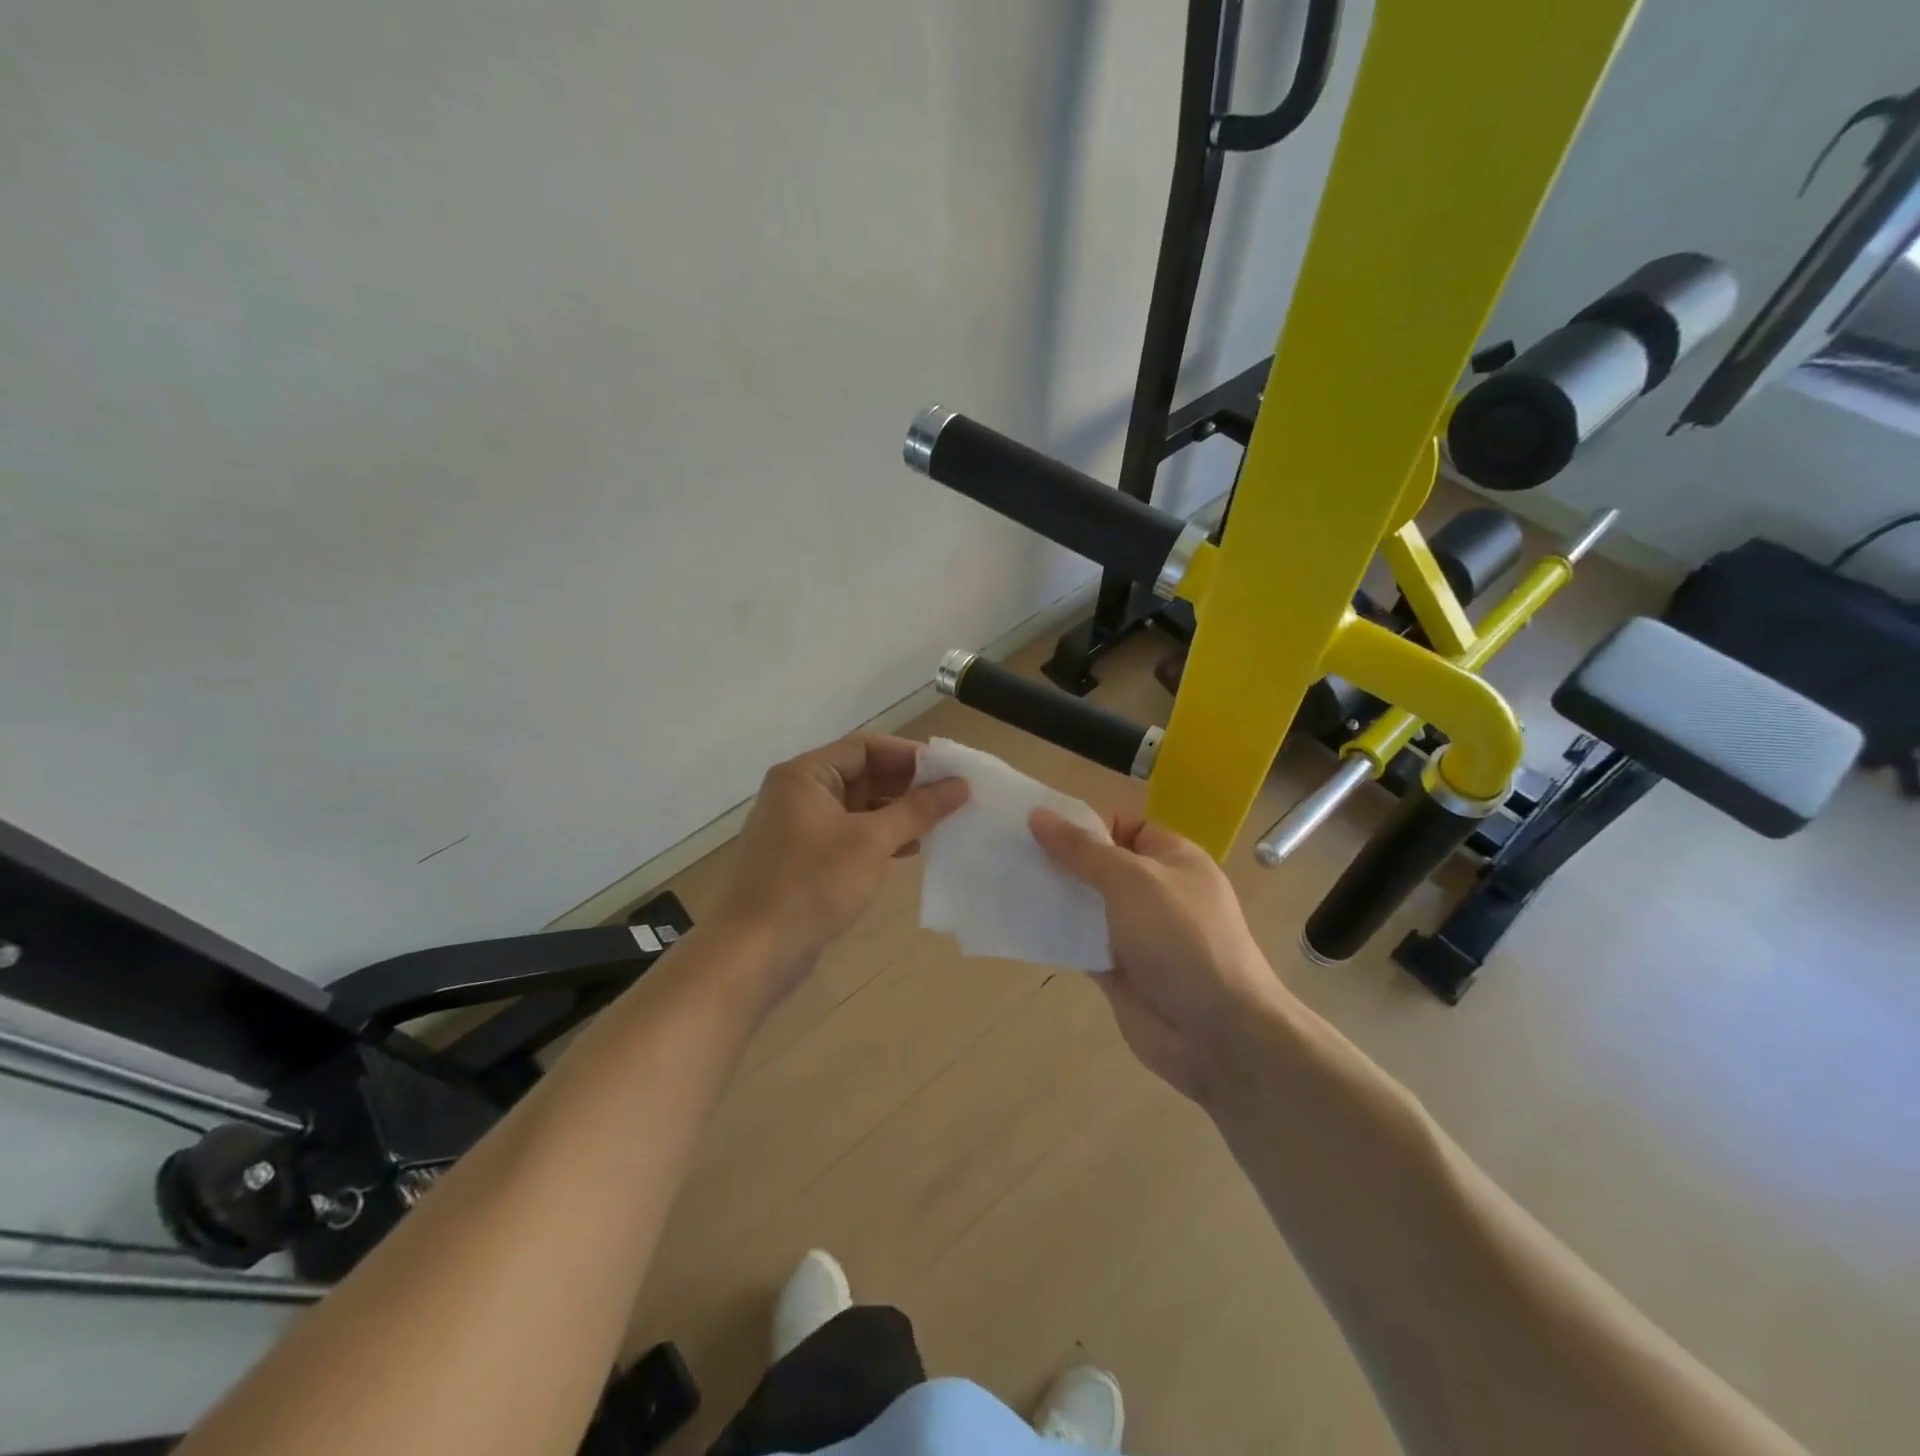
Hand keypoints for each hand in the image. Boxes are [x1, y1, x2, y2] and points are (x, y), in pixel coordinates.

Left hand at [717, 734, 967, 979]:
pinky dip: (879, 837)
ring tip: (938, 824)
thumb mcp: (872, 842)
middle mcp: (798, 793)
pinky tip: (909, 850)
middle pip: (861, 774)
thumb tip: (960, 785)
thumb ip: (918, 809)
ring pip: (857, 807)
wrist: (755, 951)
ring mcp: (798, 827)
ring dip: (896, 812)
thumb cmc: (814, 884)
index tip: (948, 770)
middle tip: (950, 798)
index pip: (865, 747)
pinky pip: (849, 834)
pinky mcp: (804, 858)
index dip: (909, 755)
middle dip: (906, 785)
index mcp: (805, 775)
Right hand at [1030, 809, 1287, 1104]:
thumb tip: (1038, 815)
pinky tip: (1019, 923)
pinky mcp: (1116, 969)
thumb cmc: (1181, 939)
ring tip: (1003, 881)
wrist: (1218, 1034)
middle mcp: (1154, 892)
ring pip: (1085, 905)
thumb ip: (1082, 850)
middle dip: (1059, 859)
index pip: (1125, 827)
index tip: (1038, 825)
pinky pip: (1079, 943)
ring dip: (1052, 897)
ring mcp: (1135, 933)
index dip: (1085, 824)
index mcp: (1172, 859)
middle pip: (1099, 866)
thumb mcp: (1132, 880)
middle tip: (1007, 850)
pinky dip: (1054, 934)